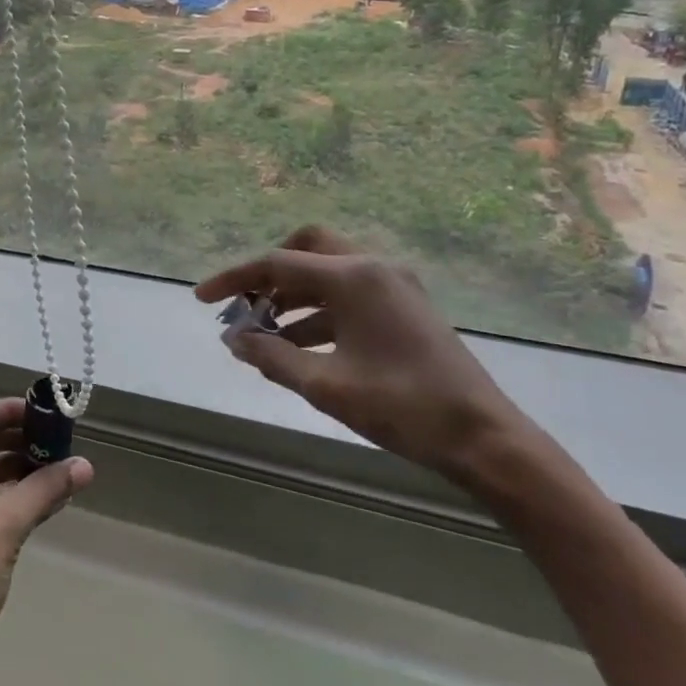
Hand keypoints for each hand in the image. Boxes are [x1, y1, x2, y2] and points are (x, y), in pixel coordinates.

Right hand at [195, 225, 530, 477]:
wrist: (483, 437)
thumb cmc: (402, 407)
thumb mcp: (326, 386)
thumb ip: (272, 357)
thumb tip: (235, 339)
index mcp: (354, 278)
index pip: (278, 264)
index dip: (234, 279)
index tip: (202, 298)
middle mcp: (373, 268)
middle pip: (307, 248)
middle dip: (269, 273)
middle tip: (247, 304)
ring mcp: (394, 285)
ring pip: (328, 272)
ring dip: (292, 295)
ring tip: (264, 332)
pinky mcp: (405, 306)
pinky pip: (349, 293)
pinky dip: (319, 310)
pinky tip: (299, 345)